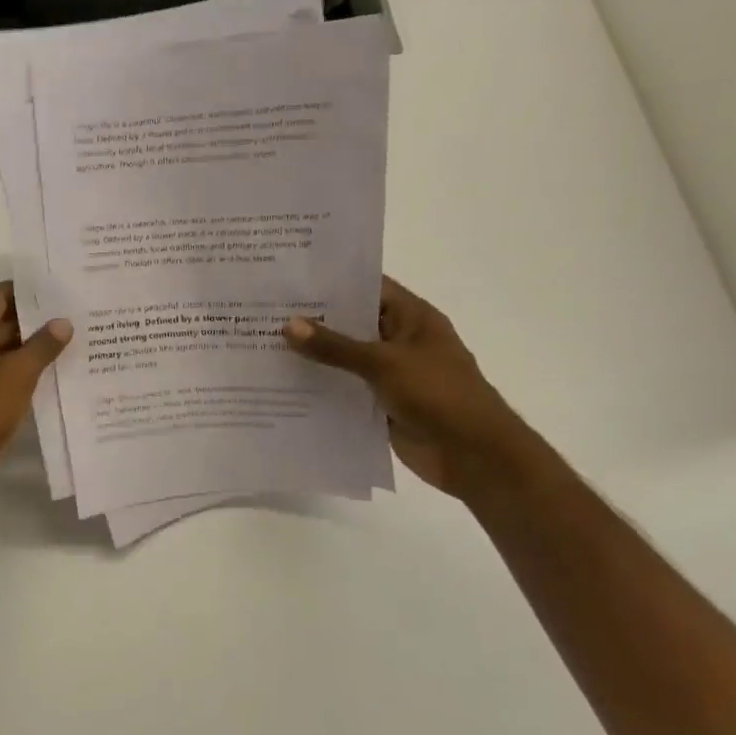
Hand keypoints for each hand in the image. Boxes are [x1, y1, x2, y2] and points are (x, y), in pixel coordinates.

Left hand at [0, 282, 70, 512]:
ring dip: (35, 347)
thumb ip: (42, 346)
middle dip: (37, 319)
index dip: (26, 289)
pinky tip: (58, 374)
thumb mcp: (17, 374)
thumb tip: (63, 322)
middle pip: (3, 322)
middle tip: (77, 313)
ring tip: (76, 341)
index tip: (60, 286)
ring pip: (7, 351)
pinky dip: (28, 372)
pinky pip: (7, 376)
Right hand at [283, 277, 544, 498]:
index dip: (332, 282)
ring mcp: (389, 373)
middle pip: (351, 323)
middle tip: (263, 312)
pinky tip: (282, 385)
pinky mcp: (379, 403)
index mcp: (412, 318)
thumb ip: (335, 346)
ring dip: (312, 356)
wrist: (473, 455)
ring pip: (343, 359)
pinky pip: (343, 389)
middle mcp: (399, 340)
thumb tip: (288, 324)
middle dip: (312, 320)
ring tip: (262, 345)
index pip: (368, 287)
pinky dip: (319, 387)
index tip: (289, 280)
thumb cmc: (438, 395)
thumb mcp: (383, 363)